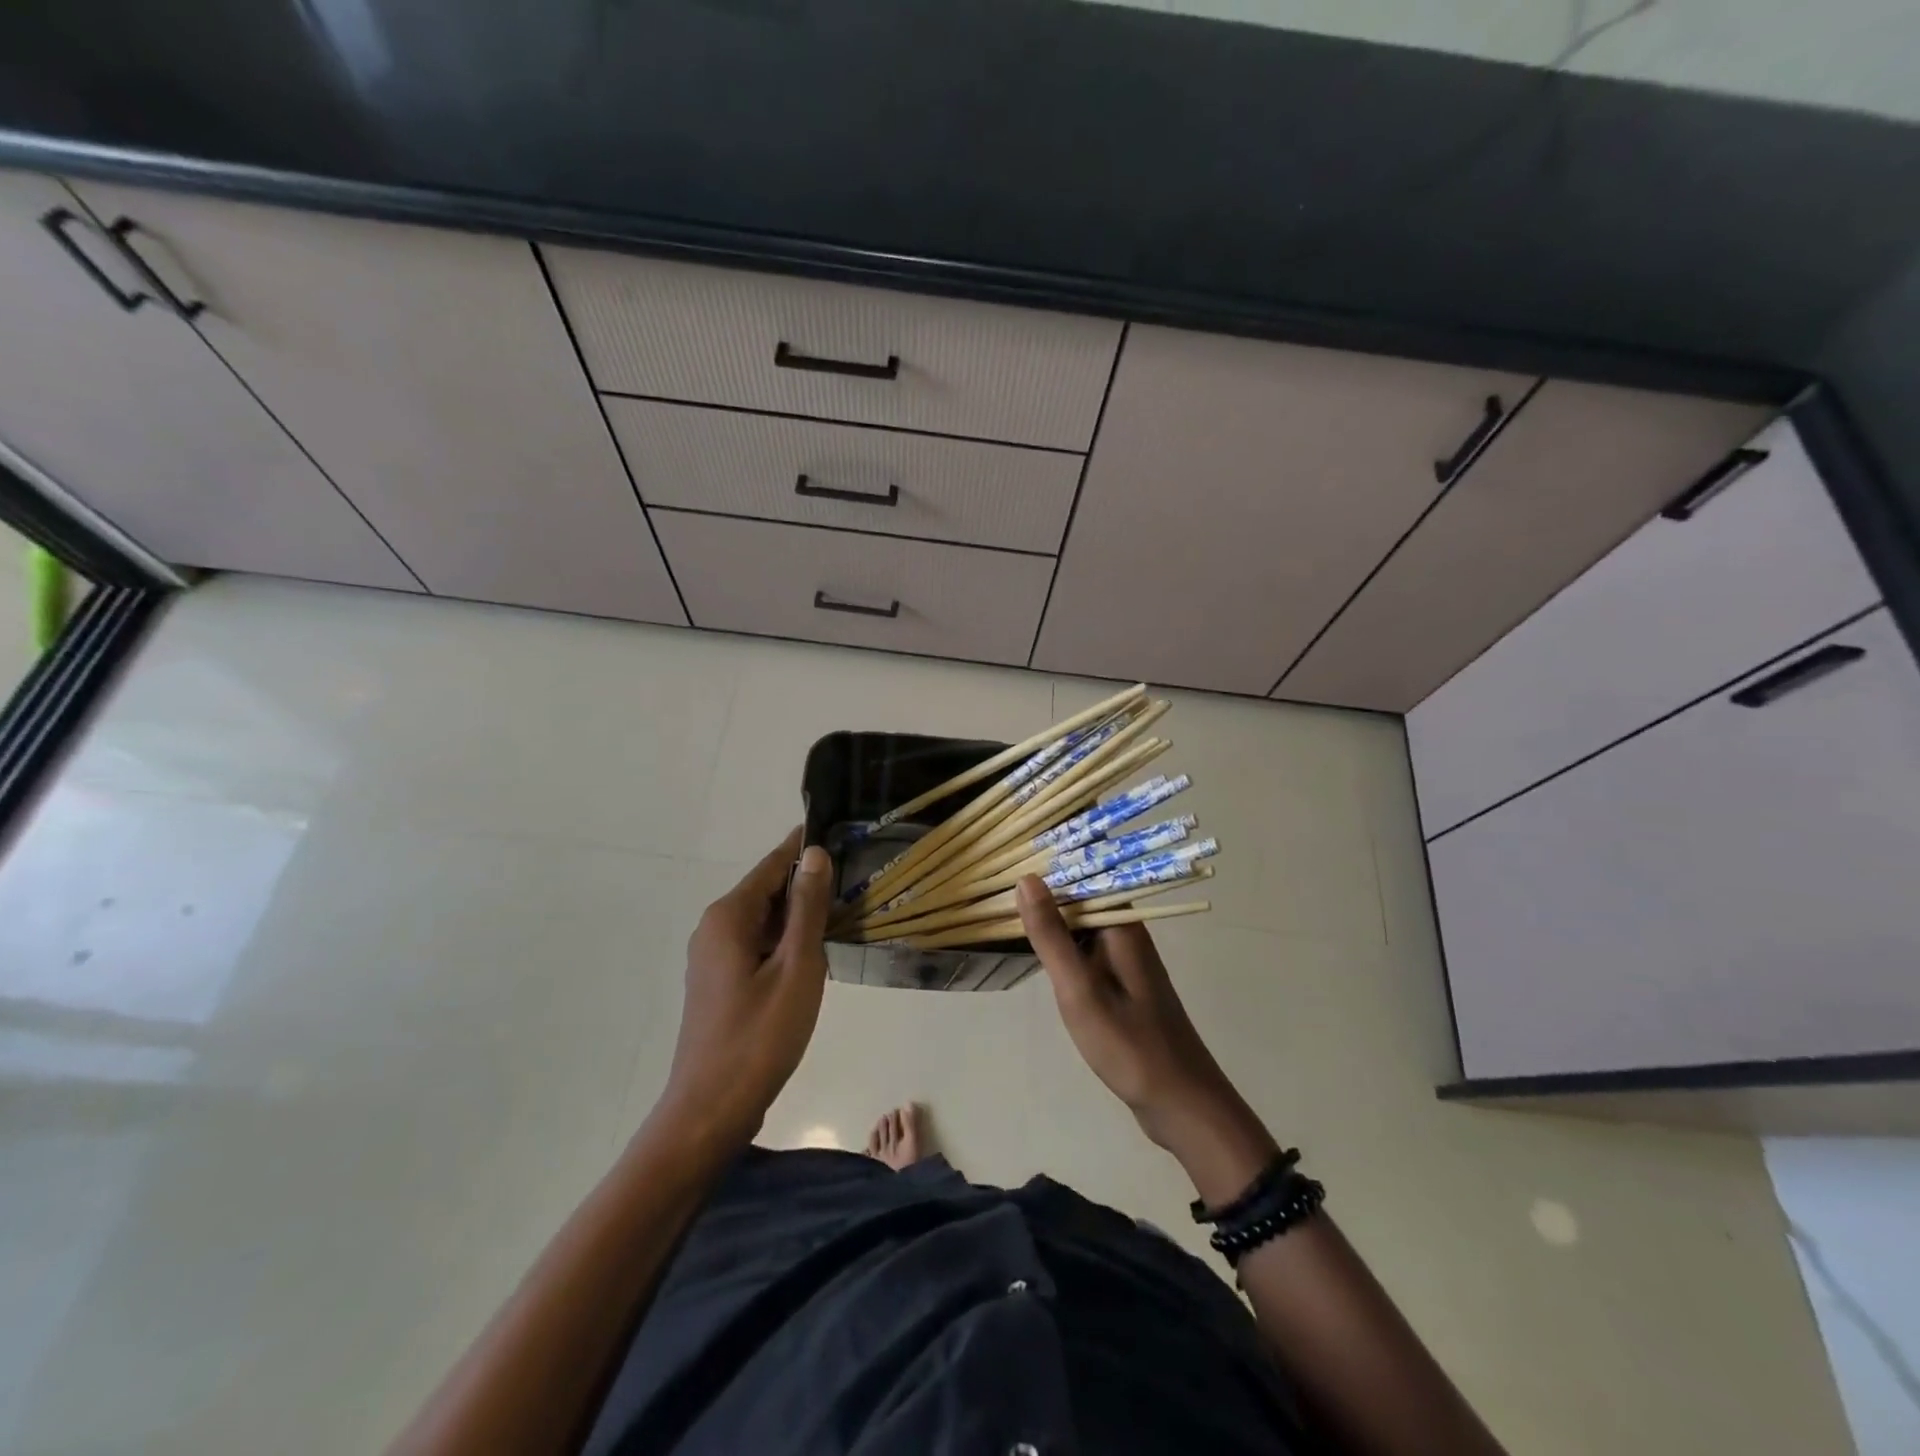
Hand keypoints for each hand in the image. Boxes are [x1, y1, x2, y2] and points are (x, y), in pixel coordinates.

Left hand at [656, 828, 833, 1150]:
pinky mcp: (718, 982)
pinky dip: (784, 941)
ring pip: (763, 920)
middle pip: (767, 891)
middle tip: (854, 881)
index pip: (773, 864)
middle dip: (807, 885)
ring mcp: (712, 957)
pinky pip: (755, 945)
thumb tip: (815, 853)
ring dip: (798, 917)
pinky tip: (813, 956)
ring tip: (843, 914)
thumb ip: (807, 908)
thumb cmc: (760, 1036)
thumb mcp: (796, 967)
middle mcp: (714, 927)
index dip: (805, 848)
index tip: (840, 834)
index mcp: (729, 916)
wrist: (711, 1110)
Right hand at [1018, 876, 1276, 1205]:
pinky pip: (1087, 950)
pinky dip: (1063, 948)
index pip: (1080, 875)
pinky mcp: (1124, 983)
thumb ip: (1051, 935)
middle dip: (1042, 895)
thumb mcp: (1079, 989)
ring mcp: (1126, 959)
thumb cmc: (1128, 1045)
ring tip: (1004, 917)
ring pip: (1081, 925)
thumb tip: (1026, 879)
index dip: (1043, 870)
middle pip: (1079, 898)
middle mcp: (1127, 932)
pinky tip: (1039, 955)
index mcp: (1121, 924)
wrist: (1180, 1103)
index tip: (1003, 869)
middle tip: (993, 896)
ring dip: (1050, 922)